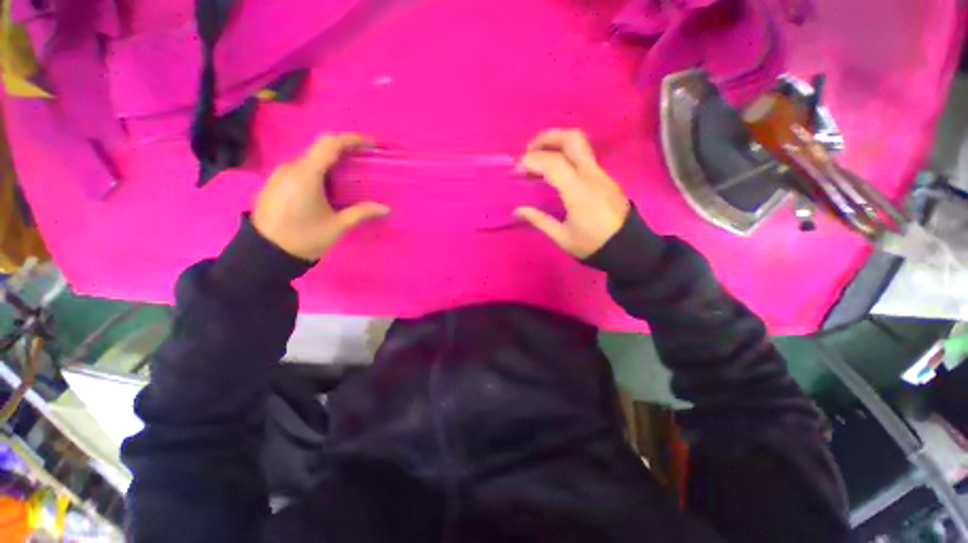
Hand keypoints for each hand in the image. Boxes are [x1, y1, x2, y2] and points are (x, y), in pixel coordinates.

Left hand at [252, 134, 388, 260]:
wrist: (265, 253)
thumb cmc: (305, 238)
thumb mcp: (337, 226)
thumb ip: (361, 212)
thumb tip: (386, 208)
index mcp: (306, 175)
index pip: (330, 144)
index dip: (353, 139)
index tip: (371, 144)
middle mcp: (290, 167)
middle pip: (320, 148)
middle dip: (344, 150)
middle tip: (364, 160)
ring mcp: (280, 174)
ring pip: (310, 158)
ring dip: (331, 162)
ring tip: (349, 176)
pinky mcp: (275, 182)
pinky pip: (300, 168)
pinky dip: (318, 170)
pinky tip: (328, 186)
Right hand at [514, 129, 630, 258]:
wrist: (627, 247)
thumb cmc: (592, 245)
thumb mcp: (562, 237)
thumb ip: (539, 220)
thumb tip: (517, 210)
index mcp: (579, 192)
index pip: (553, 163)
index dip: (531, 161)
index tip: (516, 170)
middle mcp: (592, 175)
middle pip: (572, 139)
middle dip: (547, 138)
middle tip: (529, 151)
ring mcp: (601, 174)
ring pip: (580, 144)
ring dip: (557, 144)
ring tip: (540, 159)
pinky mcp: (606, 177)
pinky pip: (584, 157)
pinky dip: (566, 156)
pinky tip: (557, 172)